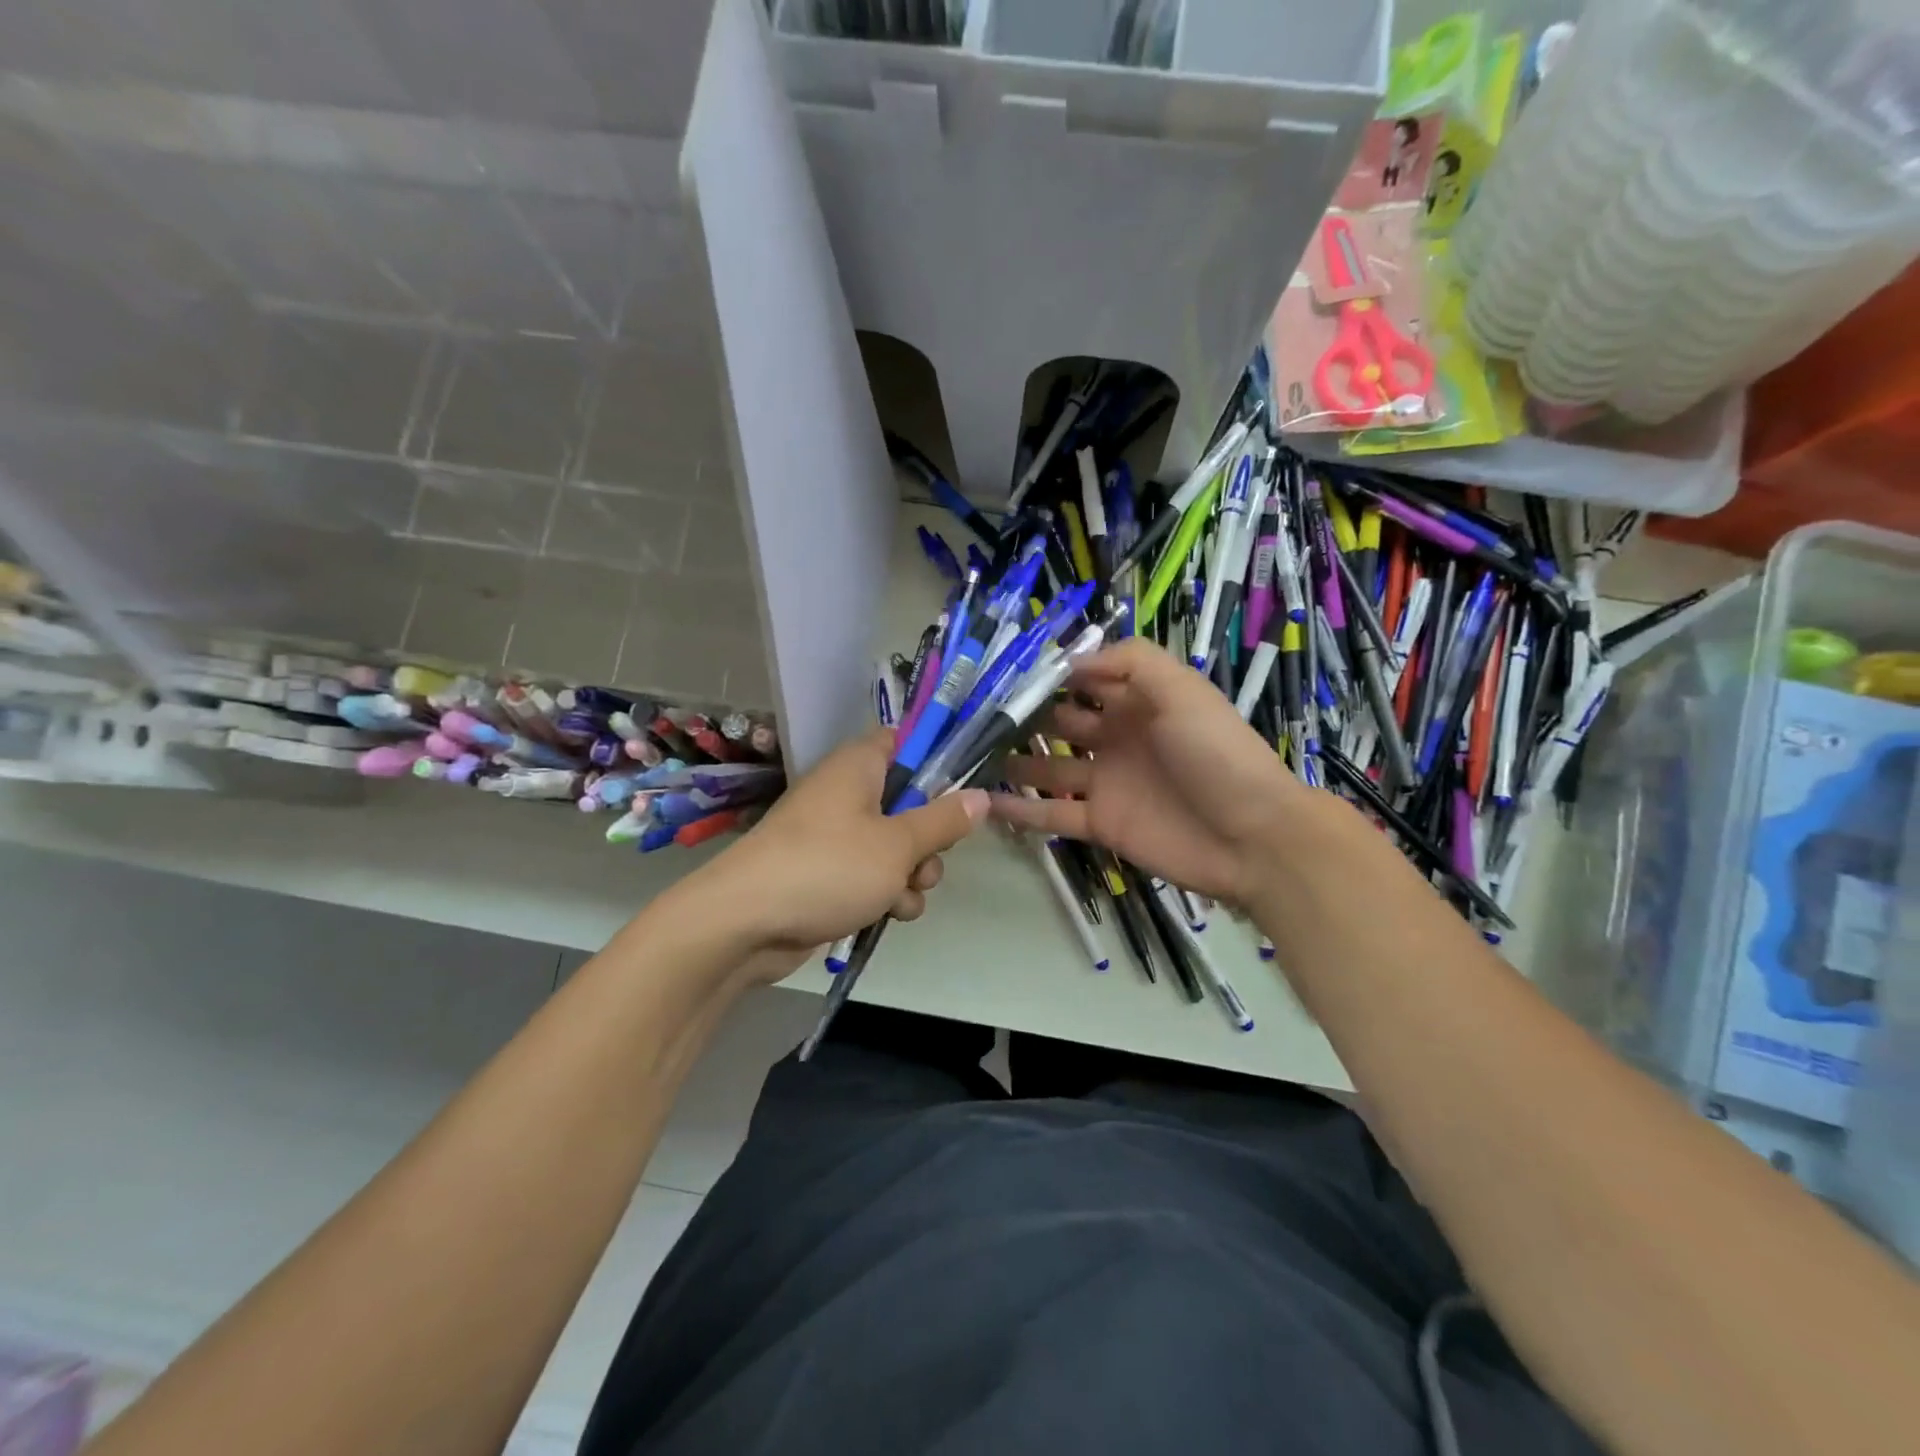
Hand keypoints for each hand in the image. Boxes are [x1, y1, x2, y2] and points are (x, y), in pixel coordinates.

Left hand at [695, 728, 988, 960]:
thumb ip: (943, 819)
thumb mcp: (898, 844)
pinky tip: (887, 915)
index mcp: (859, 766)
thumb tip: (981, 796)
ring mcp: (835, 836)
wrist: (745, 923)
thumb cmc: (828, 867)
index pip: (905, 742)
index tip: (962, 790)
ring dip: (912, 874)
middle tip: (926, 859)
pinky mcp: (828, 874)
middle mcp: (847, 793)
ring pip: (896, 846)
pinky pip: (873, 875)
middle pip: (909, 802)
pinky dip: (885, 894)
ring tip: (902, 895)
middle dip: (929, 839)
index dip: (936, 762)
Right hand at [988, 638, 1309, 905]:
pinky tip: (983, 802)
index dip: (1049, 673)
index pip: (1085, 678)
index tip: (1003, 669)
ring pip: (1048, 766)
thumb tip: (1070, 661)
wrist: (1253, 837)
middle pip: (1060, 720)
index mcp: (1138, 701)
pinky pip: (1052, 813)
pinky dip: (1019, 809)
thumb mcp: (1181, 688)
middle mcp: (1117, 737)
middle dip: (1022, 714)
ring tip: (969, 753)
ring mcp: (1106, 782)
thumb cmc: (1216, 752)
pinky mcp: (1100, 823)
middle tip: (973, 712)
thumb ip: (1130, 662)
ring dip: (1013, 759)